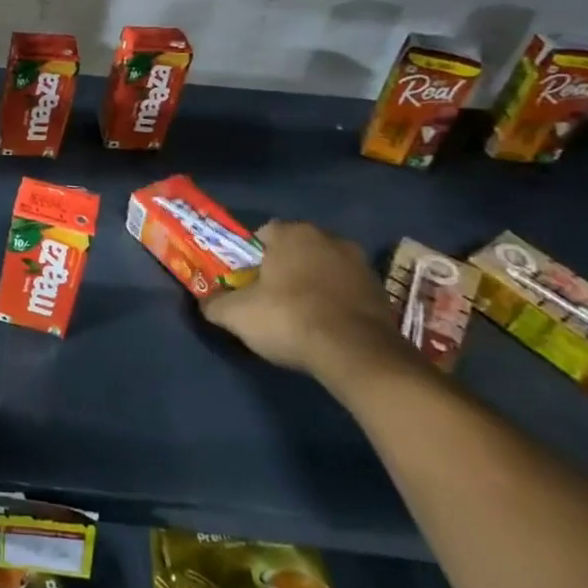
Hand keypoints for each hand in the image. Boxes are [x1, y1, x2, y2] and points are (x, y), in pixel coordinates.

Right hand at [200, 220, 410, 389]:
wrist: (357, 354)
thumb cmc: (289, 318)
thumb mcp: (236, 314)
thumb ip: (215, 304)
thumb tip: (206, 302)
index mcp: (293, 233)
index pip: (264, 233)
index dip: (252, 256)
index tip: (247, 280)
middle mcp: (329, 238)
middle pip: (297, 249)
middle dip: (284, 267)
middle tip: (270, 296)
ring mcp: (361, 264)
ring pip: (325, 268)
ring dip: (314, 283)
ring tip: (301, 314)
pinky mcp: (382, 291)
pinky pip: (348, 290)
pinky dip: (337, 302)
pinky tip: (327, 326)